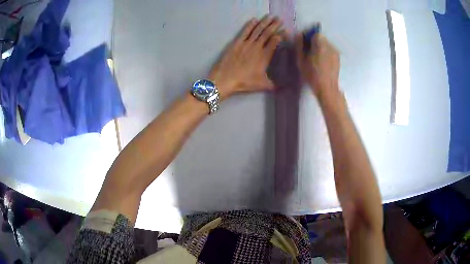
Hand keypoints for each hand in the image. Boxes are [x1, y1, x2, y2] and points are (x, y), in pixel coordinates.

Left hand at [209, 16, 284, 98]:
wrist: (225, 79)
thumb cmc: (244, 82)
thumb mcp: (262, 85)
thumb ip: (274, 85)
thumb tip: (285, 88)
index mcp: (265, 56)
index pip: (275, 41)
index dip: (281, 34)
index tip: (285, 30)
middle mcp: (257, 47)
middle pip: (267, 33)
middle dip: (274, 25)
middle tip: (279, 19)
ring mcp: (246, 43)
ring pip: (257, 30)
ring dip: (264, 22)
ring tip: (270, 16)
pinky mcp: (236, 43)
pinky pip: (245, 31)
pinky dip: (250, 25)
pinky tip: (254, 20)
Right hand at [295, 33, 339, 97]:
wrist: (327, 88)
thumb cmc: (312, 75)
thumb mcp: (301, 60)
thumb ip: (299, 45)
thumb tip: (298, 34)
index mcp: (320, 44)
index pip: (314, 33)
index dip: (308, 36)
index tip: (304, 43)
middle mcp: (329, 45)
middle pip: (321, 38)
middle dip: (314, 42)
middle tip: (308, 51)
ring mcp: (335, 52)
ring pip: (326, 44)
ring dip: (320, 47)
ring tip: (315, 58)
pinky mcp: (338, 58)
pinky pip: (330, 51)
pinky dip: (325, 53)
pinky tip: (322, 62)